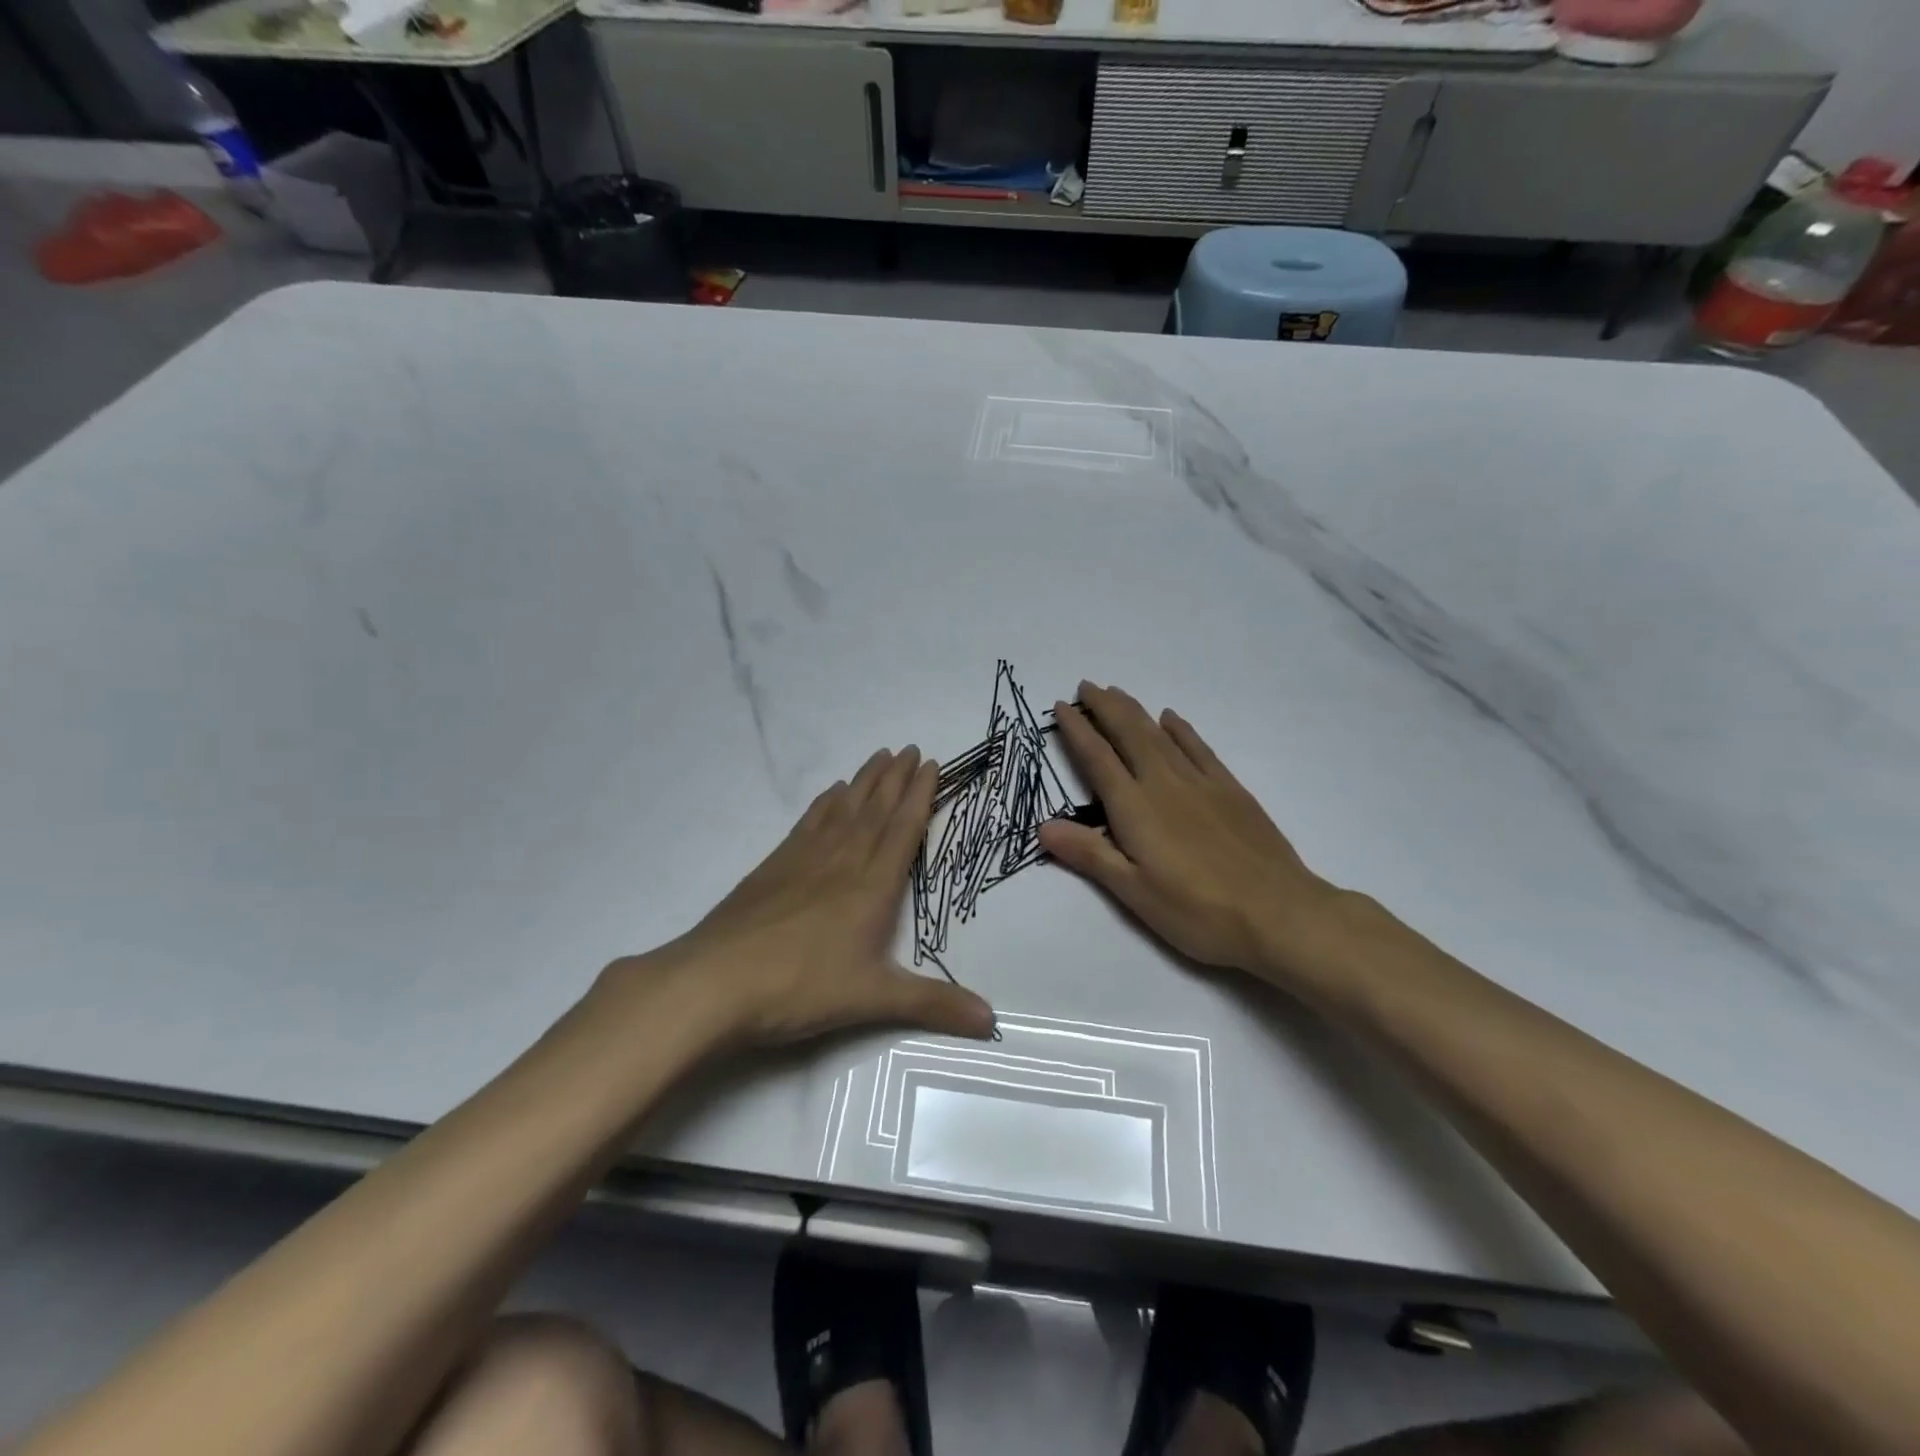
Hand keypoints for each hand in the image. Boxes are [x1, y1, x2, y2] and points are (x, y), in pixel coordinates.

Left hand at [618, 748, 995, 1048]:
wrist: (716, 981)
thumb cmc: (801, 987)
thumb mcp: (873, 1000)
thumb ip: (933, 1004)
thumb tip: (991, 1021)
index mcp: (872, 887)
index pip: (903, 829)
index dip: (920, 795)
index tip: (930, 763)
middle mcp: (842, 862)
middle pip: (875, 810)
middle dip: (896, 779)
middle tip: (909, 748)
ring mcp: (804, 860)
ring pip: (843, 810)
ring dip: (864, 782)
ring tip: (878, 756)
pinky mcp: (773, 867)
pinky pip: (808, 822)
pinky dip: (825, 803)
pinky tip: (830, 794)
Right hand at [1038, 683, 1350, 984]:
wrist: (1279, 913)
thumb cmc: (1198, 911)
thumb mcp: (1134, 892)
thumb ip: (1089, 853)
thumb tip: (1042, 825)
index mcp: (1136, 808)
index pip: (1098, 759)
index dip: (1077, 730)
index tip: (1061, 706)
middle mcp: (1164, 784)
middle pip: (1129, 734)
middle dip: (1105, 707)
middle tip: (1086, 685)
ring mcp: (1201, 783)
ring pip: (1160, 735)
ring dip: (1135, 710)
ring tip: (1117, 692)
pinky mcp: (1231, 790)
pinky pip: (1199, 748)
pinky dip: (1181, 728)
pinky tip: (1171, 718)